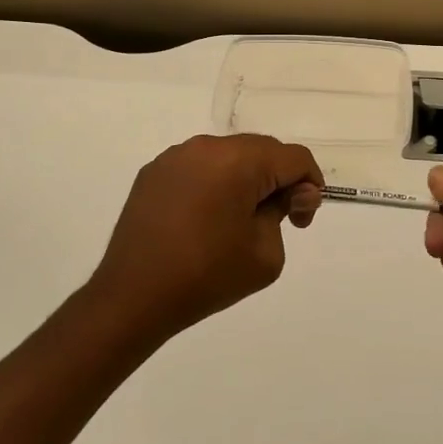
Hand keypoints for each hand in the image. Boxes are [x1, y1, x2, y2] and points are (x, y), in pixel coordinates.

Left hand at [90, 134, 323, 342]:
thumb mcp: (266, 252)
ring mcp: (176, 156)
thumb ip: (285, 212)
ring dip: (246, 179)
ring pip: (229, 156)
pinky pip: (199, 167)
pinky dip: (214, 184)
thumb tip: (288, 194)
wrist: (133, 296)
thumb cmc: (207, 276)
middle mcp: (208, 146)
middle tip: (279, 220)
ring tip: (239, 220)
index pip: (294, 158)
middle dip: (279, 180)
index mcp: (240, 160)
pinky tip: (206, 219)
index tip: (299, 221)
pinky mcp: (154, 172)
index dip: (309, 186)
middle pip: (262, 151)